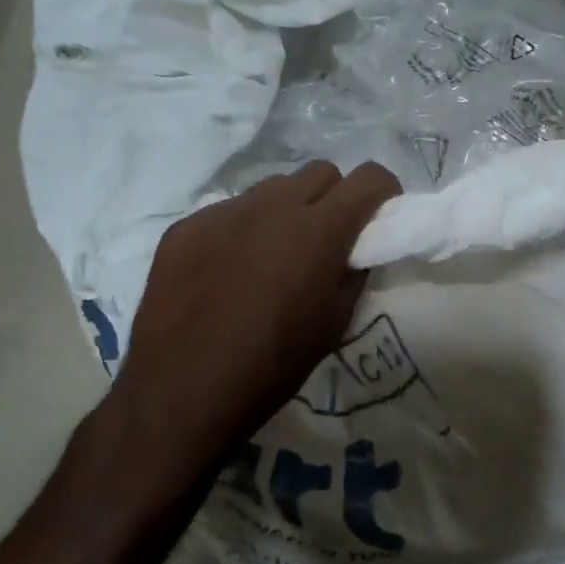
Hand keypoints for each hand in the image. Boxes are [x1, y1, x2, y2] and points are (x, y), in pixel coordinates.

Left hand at [104, 161, 401, 478]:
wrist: (181, 391)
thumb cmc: (272, 365)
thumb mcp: (333, 324)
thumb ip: (353, 274)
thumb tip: (355, 250)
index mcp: (319, 230)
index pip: (369, 177)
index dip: (383, 192)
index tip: (379, 216)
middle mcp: (273, 206)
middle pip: (321, 172)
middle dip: (335, 197)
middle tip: (327, 238)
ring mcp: (224, 212)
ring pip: (272, 188)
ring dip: (287, 210)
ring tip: (273, 254)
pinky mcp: (187, 226)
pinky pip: (229, 211)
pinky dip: (242, 230)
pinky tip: (228, 271)